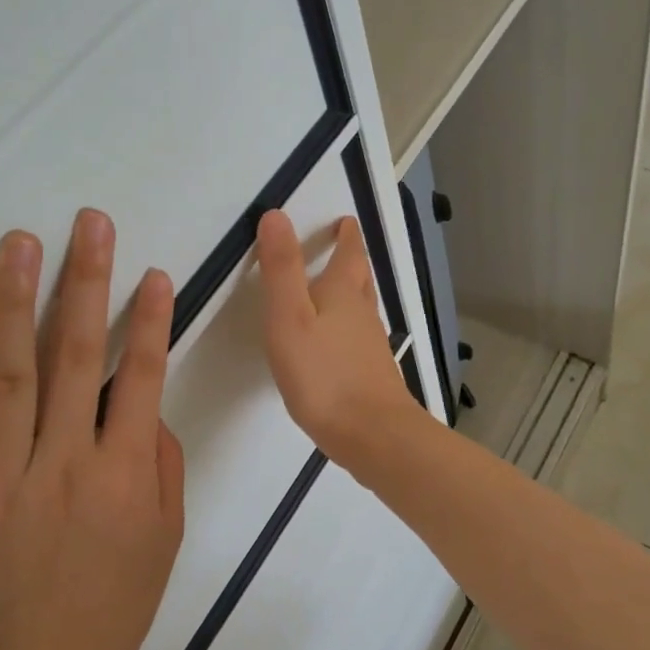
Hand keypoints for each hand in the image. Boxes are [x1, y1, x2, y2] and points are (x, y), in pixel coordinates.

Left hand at [0, 209, 185, 649]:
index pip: (141, 378)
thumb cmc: (116, 602)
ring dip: (12, 305)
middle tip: (88, 224)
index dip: (149, 321)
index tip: (151, 272)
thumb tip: (142, 402)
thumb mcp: (167, 534)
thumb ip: (160, 462)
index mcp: (122, 477)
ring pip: (5, 380)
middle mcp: (63, 467)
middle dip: (85, 284)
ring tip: (18, 245)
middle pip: (75, 359)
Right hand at [256, 210, 419, 467]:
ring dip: (353, 292)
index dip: (346, 236)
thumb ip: (282, 269)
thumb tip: (277, 215)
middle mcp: (362, 315)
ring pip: (363, 308)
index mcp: (342, 294)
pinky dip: (351, 327)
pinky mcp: (372, 375)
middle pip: (361, 279)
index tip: (346, 221)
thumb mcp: (290, 317)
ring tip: (340, 288)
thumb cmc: (324, 374)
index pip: (349, 255)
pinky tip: (339, 344)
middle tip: (346, 247)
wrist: (372, 434)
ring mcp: (371, 347)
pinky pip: (360, 338)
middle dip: (352, 260)